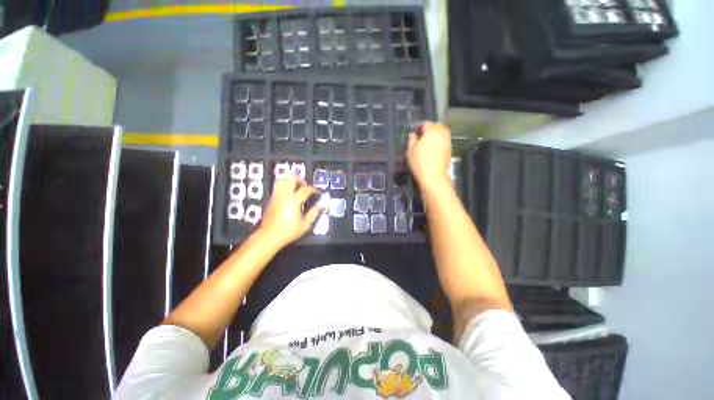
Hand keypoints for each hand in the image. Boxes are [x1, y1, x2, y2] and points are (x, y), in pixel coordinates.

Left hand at [259, 174, 322, 248]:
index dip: (313, 189)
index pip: (305, 189)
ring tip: (297, 188)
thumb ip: (314, 213)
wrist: (269, 236)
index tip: (318, 193)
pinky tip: (290, 195)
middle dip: (300, 179)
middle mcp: (285, 195)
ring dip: (291, 181)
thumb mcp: (305, 225)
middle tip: (305, 187)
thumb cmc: (289, 231)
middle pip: (291, 178)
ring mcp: (277, 196)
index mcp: (294, 201)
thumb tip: (320, 205)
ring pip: (282, 179)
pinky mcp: (272, 199)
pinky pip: (278, 186)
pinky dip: (285, 186)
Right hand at [406, 121, 451, 191]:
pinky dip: (438, 142)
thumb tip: (414, 134)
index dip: (419, 128)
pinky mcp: (450, 149)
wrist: (434, 177)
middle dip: (428, 130)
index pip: (425, 124)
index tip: (414, 135)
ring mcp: (447, 141)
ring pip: (441, 133)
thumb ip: (411, 139)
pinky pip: (443, 140)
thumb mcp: (410, 151)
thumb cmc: (419, 163)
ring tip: (426, 144)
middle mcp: (442, 133)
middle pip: (435, 126)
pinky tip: (432, 150)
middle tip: (420, 139)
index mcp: (431, 131)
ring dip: (434, 136)